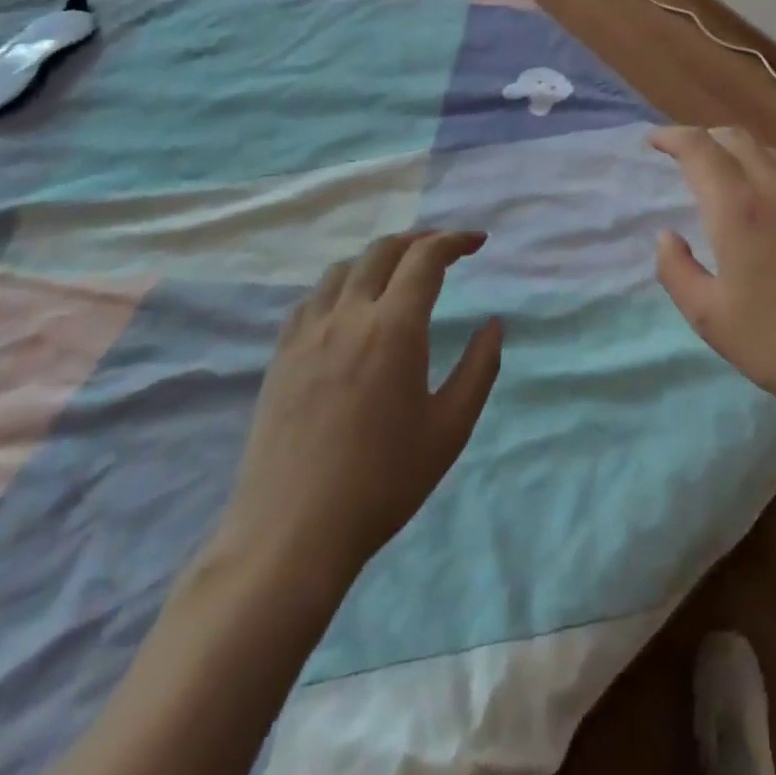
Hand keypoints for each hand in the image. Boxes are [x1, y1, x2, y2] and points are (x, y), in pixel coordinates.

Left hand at [212, 232, 502, 612]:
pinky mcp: (281, 357)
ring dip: (378, 258)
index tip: (478, 243)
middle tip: (445, 250)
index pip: (426, 258)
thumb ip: (480, 368)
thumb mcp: (450, 428)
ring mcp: (307, 334)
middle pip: (383, 251)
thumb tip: (494, 324)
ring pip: (343, 268)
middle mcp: (348, 316)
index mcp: (394, 328)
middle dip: (419, 240)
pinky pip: (313, 298)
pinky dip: (342, 284)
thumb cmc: (383, 481)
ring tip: (399, 273)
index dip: (455, 241)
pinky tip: (350, 307)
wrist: (291, 535)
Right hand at [649, 126, 775, 418]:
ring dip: (740, 155)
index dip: (673, 137)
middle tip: (686, 156)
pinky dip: (771, 177)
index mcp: (740, 210)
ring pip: (772, 156)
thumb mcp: (710, 317)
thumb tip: (667, 237)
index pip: (700, 149)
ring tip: (725, 178)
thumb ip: (677, 271)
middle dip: (706, 138)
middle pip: (739, 139)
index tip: (653, 141)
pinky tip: (771, 210)